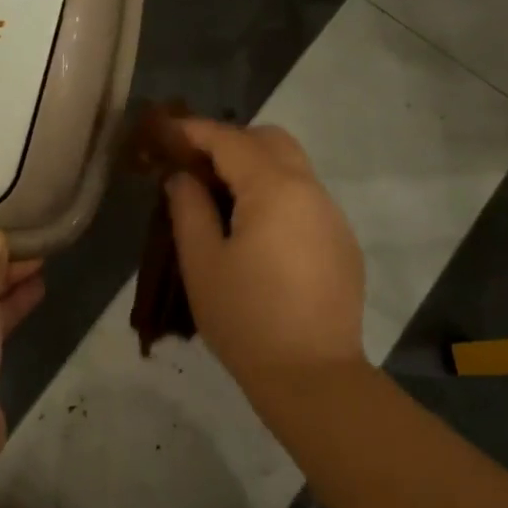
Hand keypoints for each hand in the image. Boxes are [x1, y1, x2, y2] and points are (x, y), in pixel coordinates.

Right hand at [165, 120, 365, 395]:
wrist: (313, 376)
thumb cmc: (246, 318)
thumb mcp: (202, 262)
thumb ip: (188, 209)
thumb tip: (183, 178)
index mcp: (275, 189)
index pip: (230, 140)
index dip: (194, 131)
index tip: (165, 132)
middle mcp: (311, 191)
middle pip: (271, 140)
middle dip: (231, 142)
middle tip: (195, 166)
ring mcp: (332, 217)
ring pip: (293, 168)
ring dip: (255, 168)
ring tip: (220, 199)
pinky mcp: (342, 243)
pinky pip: (305, 200)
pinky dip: (276, 196)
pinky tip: (255, 233)